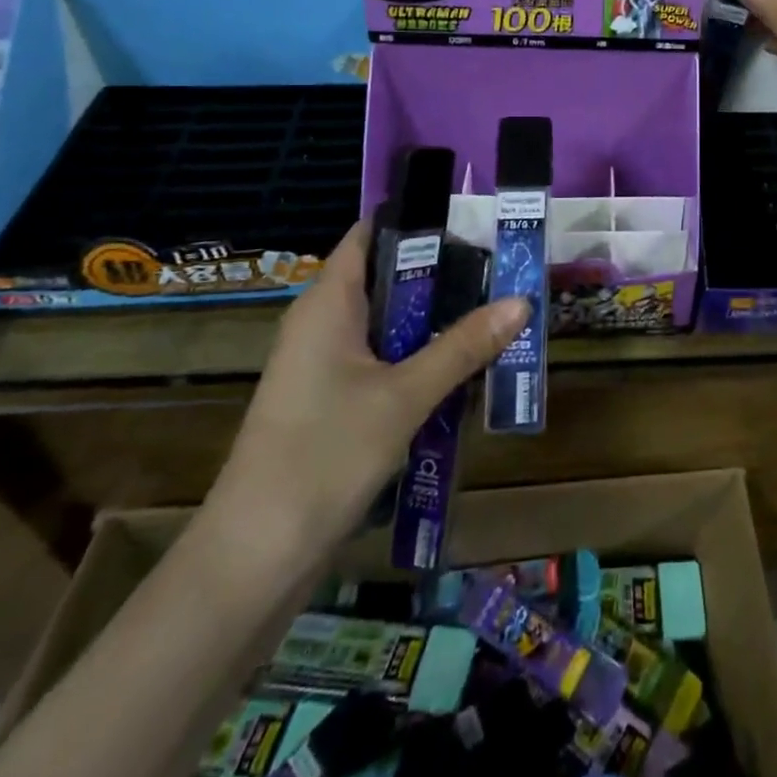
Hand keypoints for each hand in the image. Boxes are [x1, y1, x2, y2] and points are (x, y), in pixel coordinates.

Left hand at [203, 222, 525, 576]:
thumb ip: (463, 346)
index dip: (420, 219)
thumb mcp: (405, 396)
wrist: (254, 559)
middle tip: (503, 267)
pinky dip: (422, 356)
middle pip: (389, 277)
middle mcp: (323, 322)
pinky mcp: (331, 401)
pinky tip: (465, 367)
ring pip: (390, 323)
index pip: (372, 233)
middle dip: (445, 274)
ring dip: (438, 320)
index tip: (475, 217)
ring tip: (497, 310)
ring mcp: (325, 364)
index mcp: (328, 303)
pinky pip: (384, 359)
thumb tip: (522, 301)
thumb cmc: (324, 456)